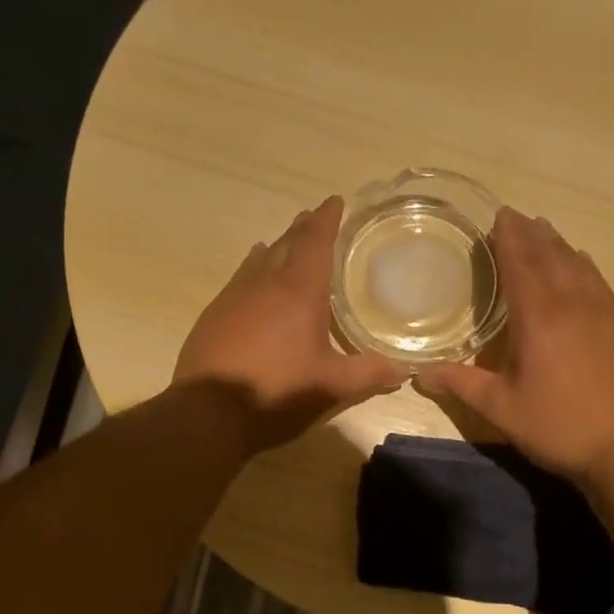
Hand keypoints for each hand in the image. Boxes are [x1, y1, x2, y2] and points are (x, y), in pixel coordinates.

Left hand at [175, 196, 407, 452]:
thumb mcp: (331, 386)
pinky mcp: (214, 315)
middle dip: (304, 229)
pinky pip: (240, 279)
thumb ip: (368, 373)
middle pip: (287, 244)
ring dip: (277, 247)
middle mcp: (265, 283)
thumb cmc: (277, 391)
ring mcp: (234, 297)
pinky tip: (252, 276)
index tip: (335, 201)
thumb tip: (404, 370)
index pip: (316, 242)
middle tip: (315, 217)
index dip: (328, 220)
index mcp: (299, 292)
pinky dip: (253, 269)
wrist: (209, 412)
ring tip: (286, 241)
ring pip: (260, 260)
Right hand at [418, 207, 613, 482]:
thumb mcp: (501, 409)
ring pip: (578, 264)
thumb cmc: (557, 426)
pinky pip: (599, 281)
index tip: (498, 215)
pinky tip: (580, 265)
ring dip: (558, 244)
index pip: (522, 263)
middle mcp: (573, 303)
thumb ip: (461, 384)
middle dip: (531, 233)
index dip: (508, 237)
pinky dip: (583, 264)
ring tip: (543, 231)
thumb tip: (420, 374)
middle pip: (551, 255)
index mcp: (539, 317)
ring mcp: (604, 312)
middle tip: (515, 217)